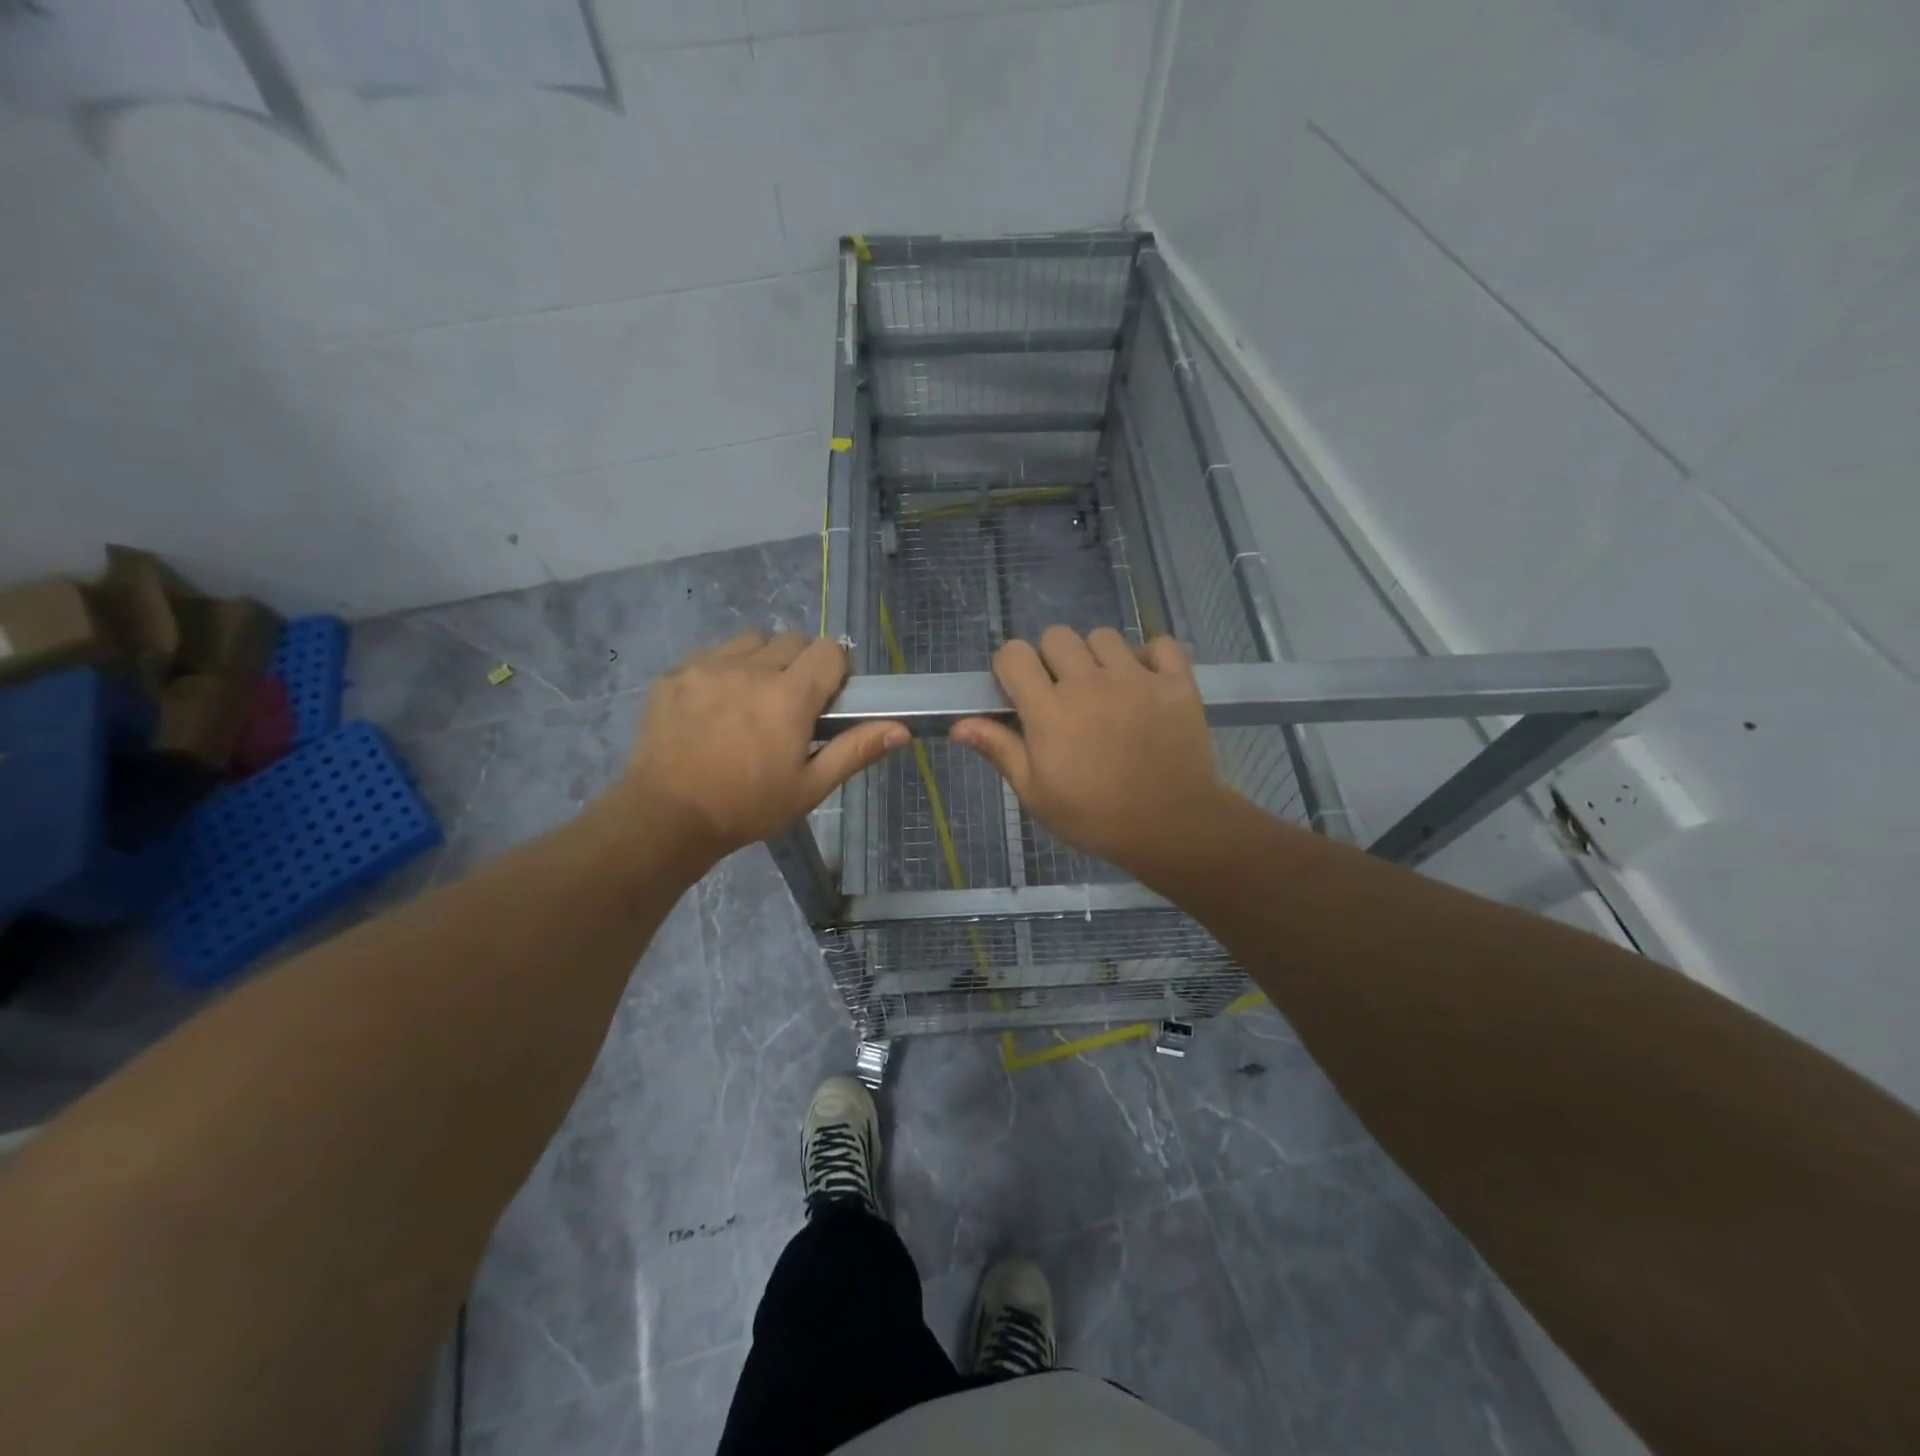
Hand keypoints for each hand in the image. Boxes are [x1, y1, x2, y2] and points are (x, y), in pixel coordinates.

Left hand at [622, 631, 905, 859]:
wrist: (665, 816)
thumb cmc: (747, 806)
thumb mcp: (809, 787)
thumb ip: (856, 750)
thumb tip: (903, 729)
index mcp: (789, 696)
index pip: (829, 650)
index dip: (836, 670)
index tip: (828, 698)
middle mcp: (751, 669)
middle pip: (792, 639)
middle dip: (800, 664)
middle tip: (791, 704)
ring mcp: (708, 667)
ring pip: (751, 640)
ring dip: (762, 660)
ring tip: (752, 698)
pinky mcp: (674, 675)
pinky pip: (711, 654)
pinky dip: (723, 669)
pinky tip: (715, 706)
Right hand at [952, 626, 1225, 878]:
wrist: (1172, 828)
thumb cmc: (1095, 817)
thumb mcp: (1036, 794)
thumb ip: (1000, 750)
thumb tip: (959, 725)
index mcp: (1050, 711)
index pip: (1014, 654)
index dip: (1011, 668)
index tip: (1019, 692)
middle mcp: (1090, 683)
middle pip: (1057, 636)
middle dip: (1051, 659)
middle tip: (1062, 693)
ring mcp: (1137, 679)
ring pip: (1104, 637)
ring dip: (1097, 657)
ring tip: (1105, 689)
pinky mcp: (1177, 682)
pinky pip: (1160, 644)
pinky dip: (1150, 656)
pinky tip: (1144, 682)